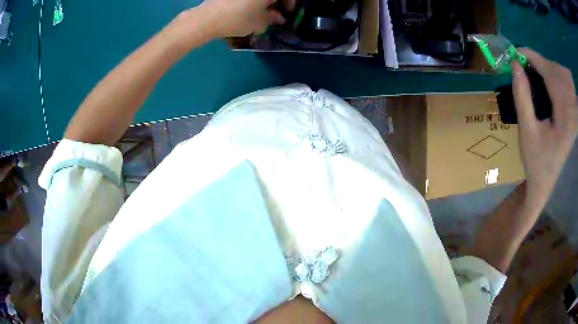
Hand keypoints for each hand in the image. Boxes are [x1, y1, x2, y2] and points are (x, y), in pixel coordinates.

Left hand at [199, 0, 287, 37]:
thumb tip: (280, 17)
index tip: (287, 14)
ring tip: (264, 11)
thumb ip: (274, 17)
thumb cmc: (238, 19)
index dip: (291, 4)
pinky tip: (251, 7)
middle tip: (276, 13)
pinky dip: (255, 1)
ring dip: (267, 1)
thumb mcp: (261, 22)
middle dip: (279, 1)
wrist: (208, 18)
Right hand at [513, 49, 577, 209]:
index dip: (534, 59)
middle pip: (557, 72)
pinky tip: (544, 81)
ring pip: (560, 75)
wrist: (545, 183)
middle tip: (524, 65)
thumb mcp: (527, 132)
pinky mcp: (571, 114)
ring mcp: (572, 114)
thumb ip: (522, 97)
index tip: (517, 52)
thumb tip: (515, 66)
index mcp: (564, 120)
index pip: (551, 76)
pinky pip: (563, 85)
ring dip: (546, 69)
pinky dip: (552, 77)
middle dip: (540, 63)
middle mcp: (571, 114)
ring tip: (532, 73)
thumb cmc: (536, 162)